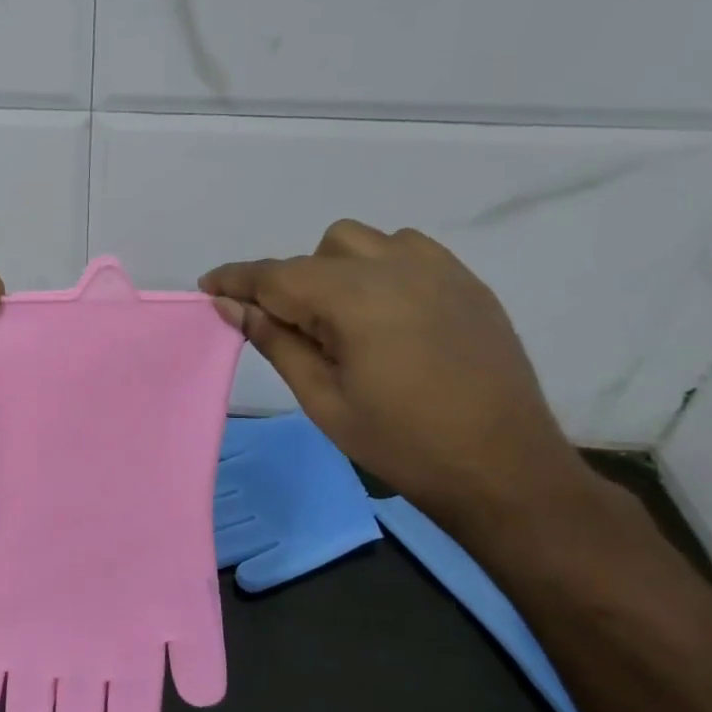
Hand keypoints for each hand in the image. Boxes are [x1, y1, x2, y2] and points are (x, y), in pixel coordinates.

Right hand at [202, 221, 593, 536]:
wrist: (504, 469)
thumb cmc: (401, 443)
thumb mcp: (321, 398)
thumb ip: (274, 341)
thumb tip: (230, 305)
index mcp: (355, 298)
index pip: (276, 275)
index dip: (236, 279)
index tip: (207, 286)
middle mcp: (396, 268)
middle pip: (320, 251)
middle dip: (292, 281)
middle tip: (294, 331)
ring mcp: (439, 271)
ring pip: (364, 242)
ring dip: (337, 269)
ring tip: (343, 320)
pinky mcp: (468, 284)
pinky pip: (408, 251)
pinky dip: (380, 268)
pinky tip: (386, 314)